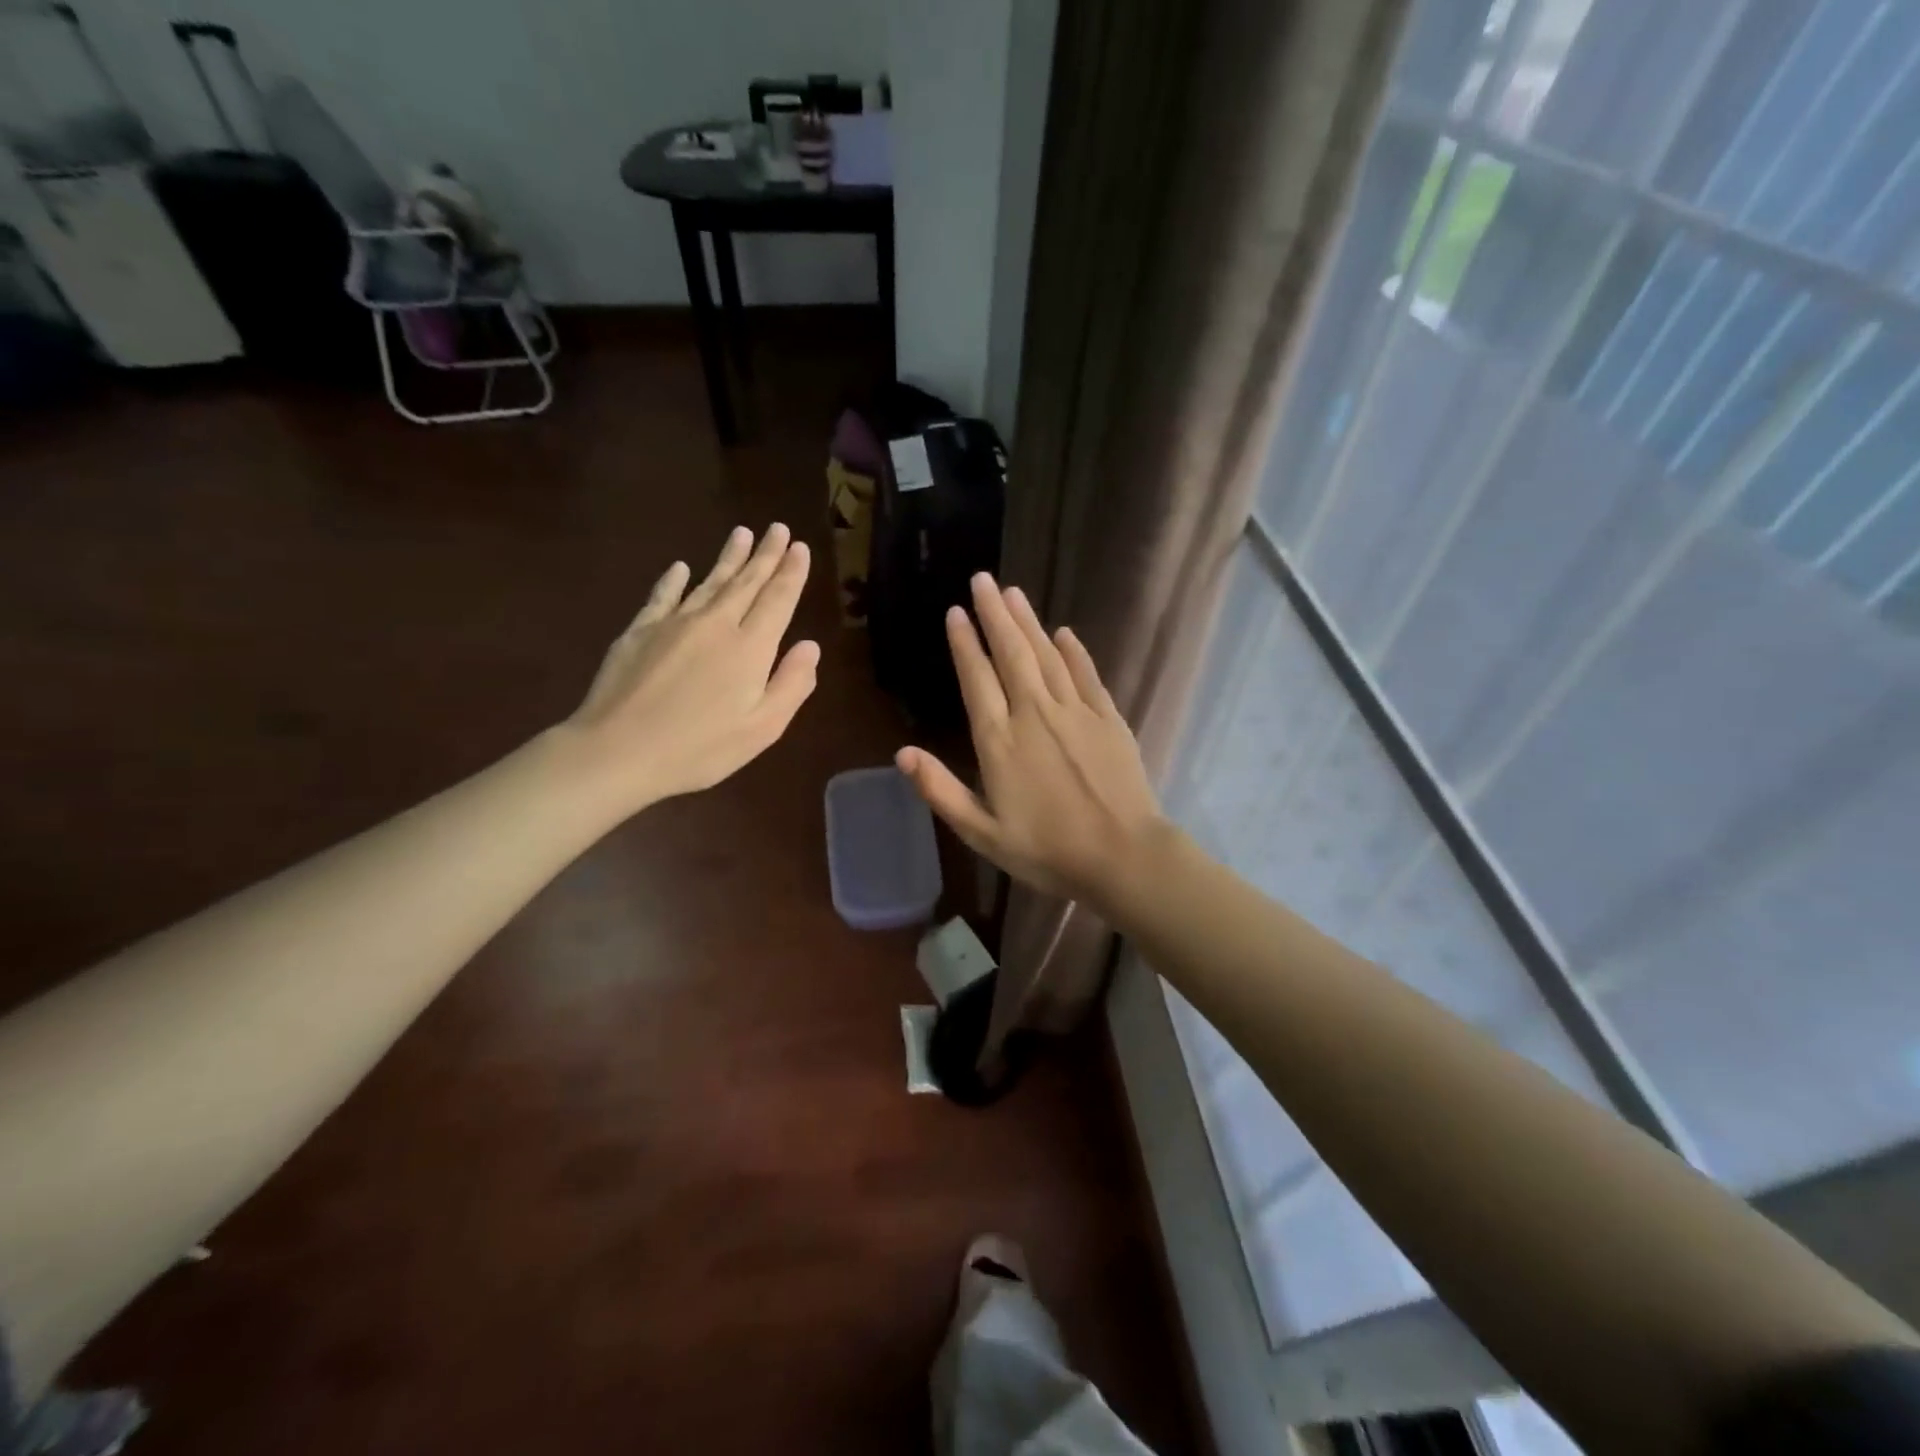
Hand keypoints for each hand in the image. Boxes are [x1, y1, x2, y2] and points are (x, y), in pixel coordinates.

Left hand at [567, 524, 819, 810]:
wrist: (618, 750)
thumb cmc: (700, 748)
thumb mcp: (762, 728)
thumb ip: (791, 685)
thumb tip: (810, 646)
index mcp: (750, 648)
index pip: (777, 600)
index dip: (791, 573)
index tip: (800, 548)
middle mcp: (716, 624)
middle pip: (746, 582)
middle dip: (765, 554)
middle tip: (778, 528)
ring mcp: (674, 623)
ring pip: (709, 581)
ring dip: (729, 557)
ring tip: (743, 533)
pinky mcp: (639, 631)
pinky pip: (663, 595)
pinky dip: (674, 580)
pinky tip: (681, 567)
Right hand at [896, 574, 1168, 909]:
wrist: (1122, 856)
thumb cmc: (1047, 850)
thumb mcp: (982, 833)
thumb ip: (941, 791)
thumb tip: (903, 753)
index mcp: (1000, 741)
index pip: (977, 679)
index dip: (965, 644)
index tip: (955, 613)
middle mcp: (1034, 714)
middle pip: (1011, 653)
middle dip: (994, 614)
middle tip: (982, 580)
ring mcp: (1075, 712)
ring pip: (1047, 655)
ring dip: (1028, 622)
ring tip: (1013, 592)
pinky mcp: (1108, 718)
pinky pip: (1086, 674)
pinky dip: (1074, 651)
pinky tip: (1064, 632)